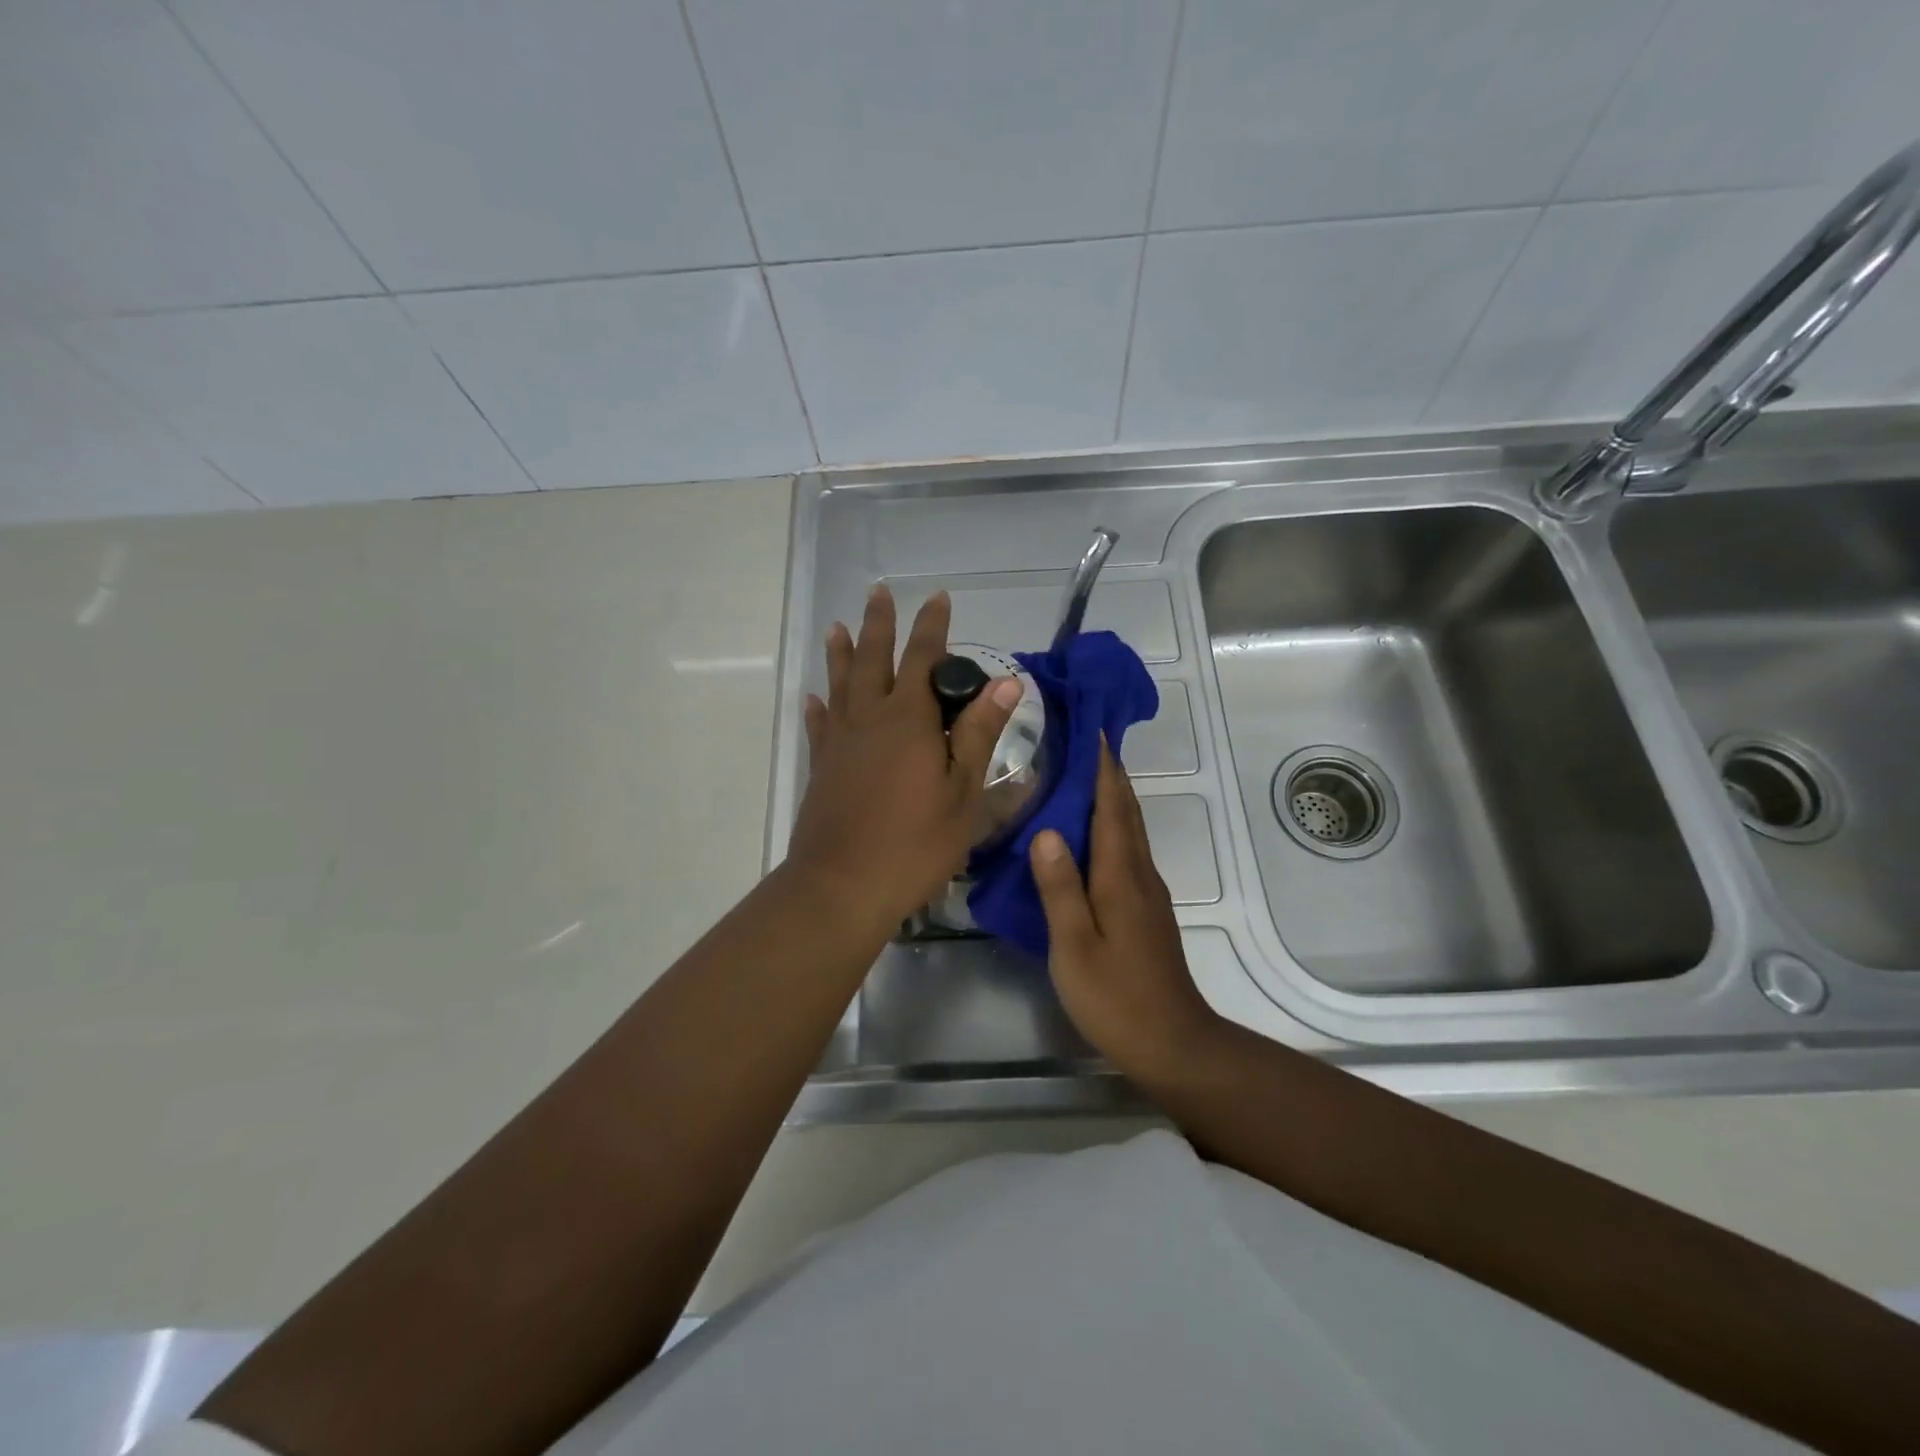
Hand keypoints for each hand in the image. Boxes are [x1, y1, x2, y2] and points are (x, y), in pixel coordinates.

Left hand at [787, 584, 1021, 934]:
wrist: (843, 885)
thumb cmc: (915, 843)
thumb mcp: (963, 793)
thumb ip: (979, 734)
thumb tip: (1005, 683)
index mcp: (910, 720)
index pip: (924, 659)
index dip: (932, 626)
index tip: (938, 598)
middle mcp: (870, 718)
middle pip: (874, 658)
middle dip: (879, 624)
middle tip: (879, 592)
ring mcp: (840, 742)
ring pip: (841, 684)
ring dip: (841, 652)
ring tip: (838, 626)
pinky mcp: (820, 766)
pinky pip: (819, 725)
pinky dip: (819, 706)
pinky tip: (815, 696)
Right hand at [1029, 743, 1224, 1085]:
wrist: (1173, 1044)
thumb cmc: (1116, 997)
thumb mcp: (1074, 946)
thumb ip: (1059, 888)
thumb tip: (1046, 830)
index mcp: (1120, 876)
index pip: (1112, 807)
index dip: (1103, 768)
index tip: (1092, 729)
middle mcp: (1139, 875)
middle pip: (1126, 812)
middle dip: (1110, 773)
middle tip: (1086, 740)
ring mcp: (1147, 893)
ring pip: (1130, 830)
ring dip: (1113, 797)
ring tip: (1085, 775)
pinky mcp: (1146, 911)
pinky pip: (1128, 851)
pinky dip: (1113, 826)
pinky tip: (1093, 835)